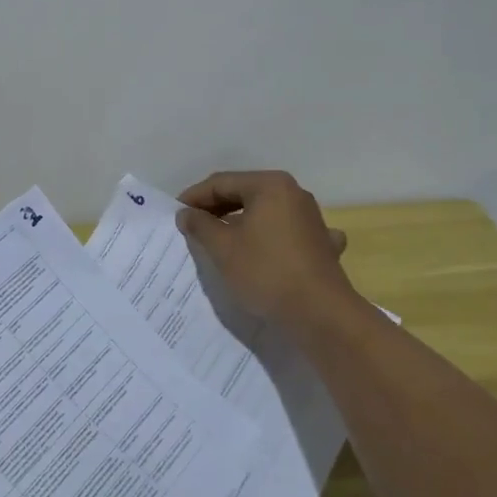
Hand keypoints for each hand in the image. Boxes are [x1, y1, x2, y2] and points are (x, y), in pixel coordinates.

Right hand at [176, 171, 356, 332]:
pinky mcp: (321, 242)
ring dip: (240, 222)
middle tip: (192, 227)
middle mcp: (294, 193)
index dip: (195, 197)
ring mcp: (311, 218)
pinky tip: (266, 249)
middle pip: (245, 193)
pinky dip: (269, 237)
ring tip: (218, 239)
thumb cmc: (266, 272)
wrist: (321, 313)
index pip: (222, 183)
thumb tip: (187, 213)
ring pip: (265, 212)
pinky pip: (286, 232)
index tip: (175, 214)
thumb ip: (200, 225)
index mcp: (270, 185)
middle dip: (216, 209)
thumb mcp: (223, 248)